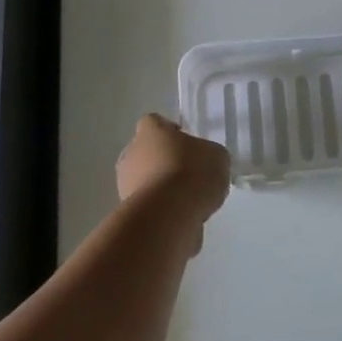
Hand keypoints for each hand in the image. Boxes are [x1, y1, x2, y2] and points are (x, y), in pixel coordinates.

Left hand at [116, 114, 230, 222]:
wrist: (168, 216)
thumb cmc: (192, 173)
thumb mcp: (217, 157)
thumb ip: (208, 155)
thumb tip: (205, 161)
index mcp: (151, 131)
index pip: (155, 122)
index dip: (170, 132)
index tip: (186, 144)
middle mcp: (131, 152)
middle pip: (146, 152)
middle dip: (163, 161)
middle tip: (188, 173)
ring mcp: (124, 183)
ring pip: (143, 180)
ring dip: (160, 188)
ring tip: (187, 201)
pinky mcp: (126, 211)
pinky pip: (146, 205)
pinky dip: (159, 210)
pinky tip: (179, 218)